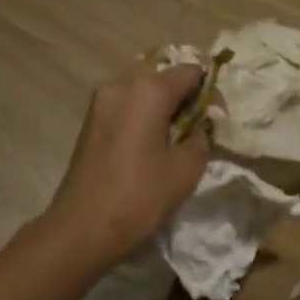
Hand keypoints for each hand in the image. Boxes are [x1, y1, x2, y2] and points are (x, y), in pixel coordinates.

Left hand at [44, 60, 211, 268]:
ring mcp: (101, 101)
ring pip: (142, 87)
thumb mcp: (186, 169)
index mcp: (149, 90)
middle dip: (185, 93)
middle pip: (163, 73)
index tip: (217, 119)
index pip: (190, 71)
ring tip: (176, 134)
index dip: (210, 91)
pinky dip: (144, 112)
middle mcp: (122, 84)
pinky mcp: (91, 120)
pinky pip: (126, 103)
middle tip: (198, 124)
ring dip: (163, 103)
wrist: (83, 228)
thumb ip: (201, 137)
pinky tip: (152, 141)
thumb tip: (199, 127)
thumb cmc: (139, 196)